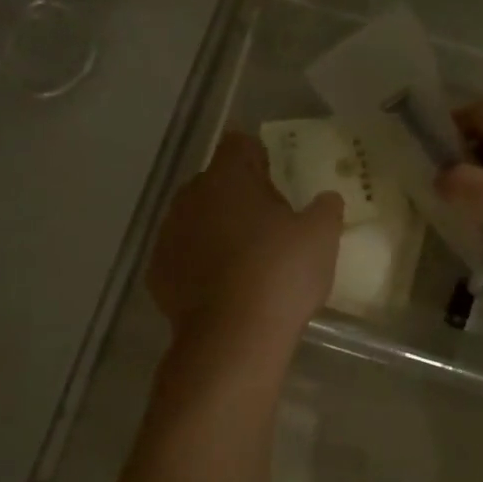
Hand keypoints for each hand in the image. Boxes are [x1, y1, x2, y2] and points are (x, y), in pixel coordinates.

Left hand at [149, 132, 342, 336]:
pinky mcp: (157, 272)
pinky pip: (182, 256)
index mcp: (228, 177)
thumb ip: (326, 208)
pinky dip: (198, 264)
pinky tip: (222, 288)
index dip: (259, 156)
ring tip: (244, 260)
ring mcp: (168, 235)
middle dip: (238, 196)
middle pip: (215, 182)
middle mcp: (191, 196)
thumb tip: (325, 199)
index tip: (276, 179)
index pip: (239, 143)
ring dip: (216, 229)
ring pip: (196, 219)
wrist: (233, 338)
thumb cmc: (280, 274)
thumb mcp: (321, 237)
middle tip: (269, 225)